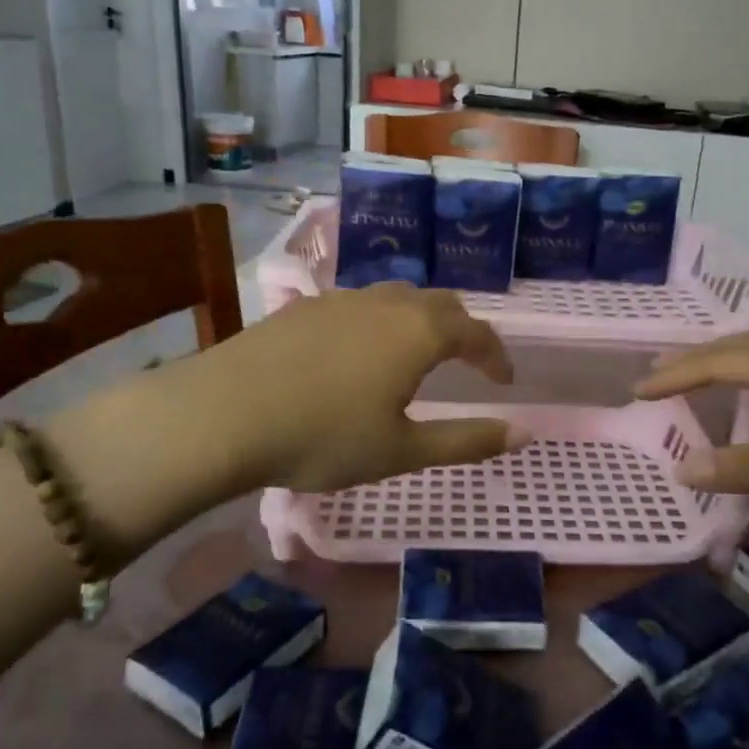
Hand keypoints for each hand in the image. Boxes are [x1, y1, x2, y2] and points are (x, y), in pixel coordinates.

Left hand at [194, 283, 524, 492]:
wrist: (223, 414)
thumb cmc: (323, 437)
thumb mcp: (402, 450)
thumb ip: (466, 441)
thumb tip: (524, 434)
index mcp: (419, 332)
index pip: (476, 332)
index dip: (496, 355)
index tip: (505, 380)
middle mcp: (386, 302)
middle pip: (440, 303)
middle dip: (463, 330)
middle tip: (468, 361)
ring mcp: (341, 300)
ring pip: (397, 298)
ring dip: (420, 321)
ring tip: (417, 354)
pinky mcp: (303, 307)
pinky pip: (359, 305)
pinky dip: (380, 323)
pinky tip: (359, 354)